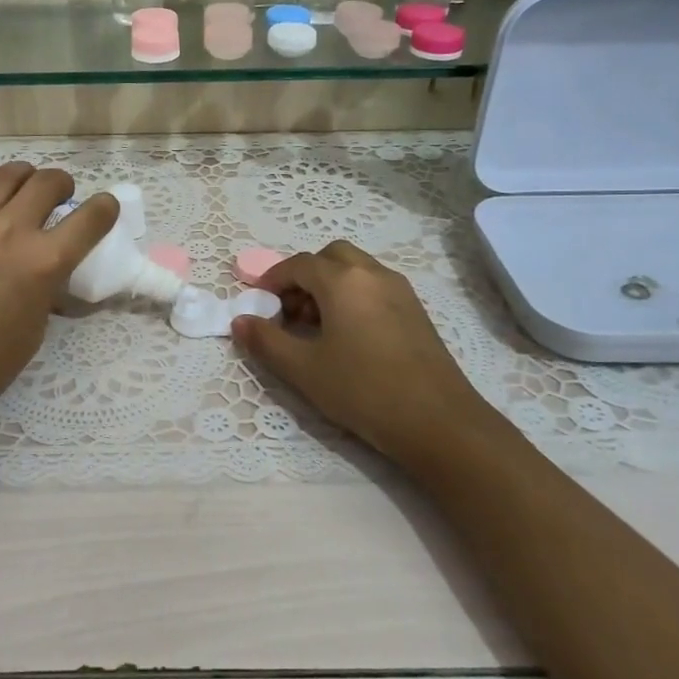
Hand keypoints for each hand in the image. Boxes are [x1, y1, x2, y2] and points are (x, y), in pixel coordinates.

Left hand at [0, 163, 118, 444]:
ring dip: (26, 179)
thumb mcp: (34, 330)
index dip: (106, 209)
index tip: (105, 209)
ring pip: (9, 173)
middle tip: (59, 199)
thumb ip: (46, 288)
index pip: (91, 218)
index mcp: (44, 263)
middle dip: (63, 186)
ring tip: (22, 192)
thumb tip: (48, 270)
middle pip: (49, 182)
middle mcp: (11, 229)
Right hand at [232, 240, 496, 466]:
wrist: (438, 421)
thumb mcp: (303, 369)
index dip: (272, 280)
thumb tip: (240, 321)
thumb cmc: (363, 390)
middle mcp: (373, 274)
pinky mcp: (415, 311)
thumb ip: (266, 341)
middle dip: (303, 277)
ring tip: (315, 327)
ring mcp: (400, 290)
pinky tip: (347, 337)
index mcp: (343, 281)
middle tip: (289, 312)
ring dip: (329, 286)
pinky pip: (374, 287)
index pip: (298, 264)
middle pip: (330, 257)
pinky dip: (352, 296)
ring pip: (355, 270)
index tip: (258, 305)